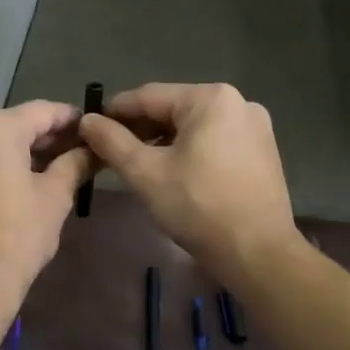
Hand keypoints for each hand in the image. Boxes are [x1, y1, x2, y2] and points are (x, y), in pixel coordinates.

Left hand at [0, 101, 95, 300]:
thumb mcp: (56, 197)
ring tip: (50, 173)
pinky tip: (16, 191)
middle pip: (13, 126)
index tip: (92, 128)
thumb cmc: (18, 236)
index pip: (41, 111)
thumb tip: (92, 149)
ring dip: (19, 155)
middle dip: (45, 138)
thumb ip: (74, 164)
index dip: (70, 118)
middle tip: (76, 152)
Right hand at [79, 83, 299, 279]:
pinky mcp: (263, 150)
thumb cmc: (197, 207)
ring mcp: (255, 126)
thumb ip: (111, 141)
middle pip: (173, 109)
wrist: (257, 253)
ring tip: (139, 166)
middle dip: (140, 129)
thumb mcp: (144, 173)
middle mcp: (238, 102)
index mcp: (210, 98)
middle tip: (111, 153)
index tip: (89, 130)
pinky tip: (175, 174)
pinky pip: (214, 140)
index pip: (148, 97)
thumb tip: (87, 121)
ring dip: (163, 141)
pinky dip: (190, 151)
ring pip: (193, 126)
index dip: (114, 113)